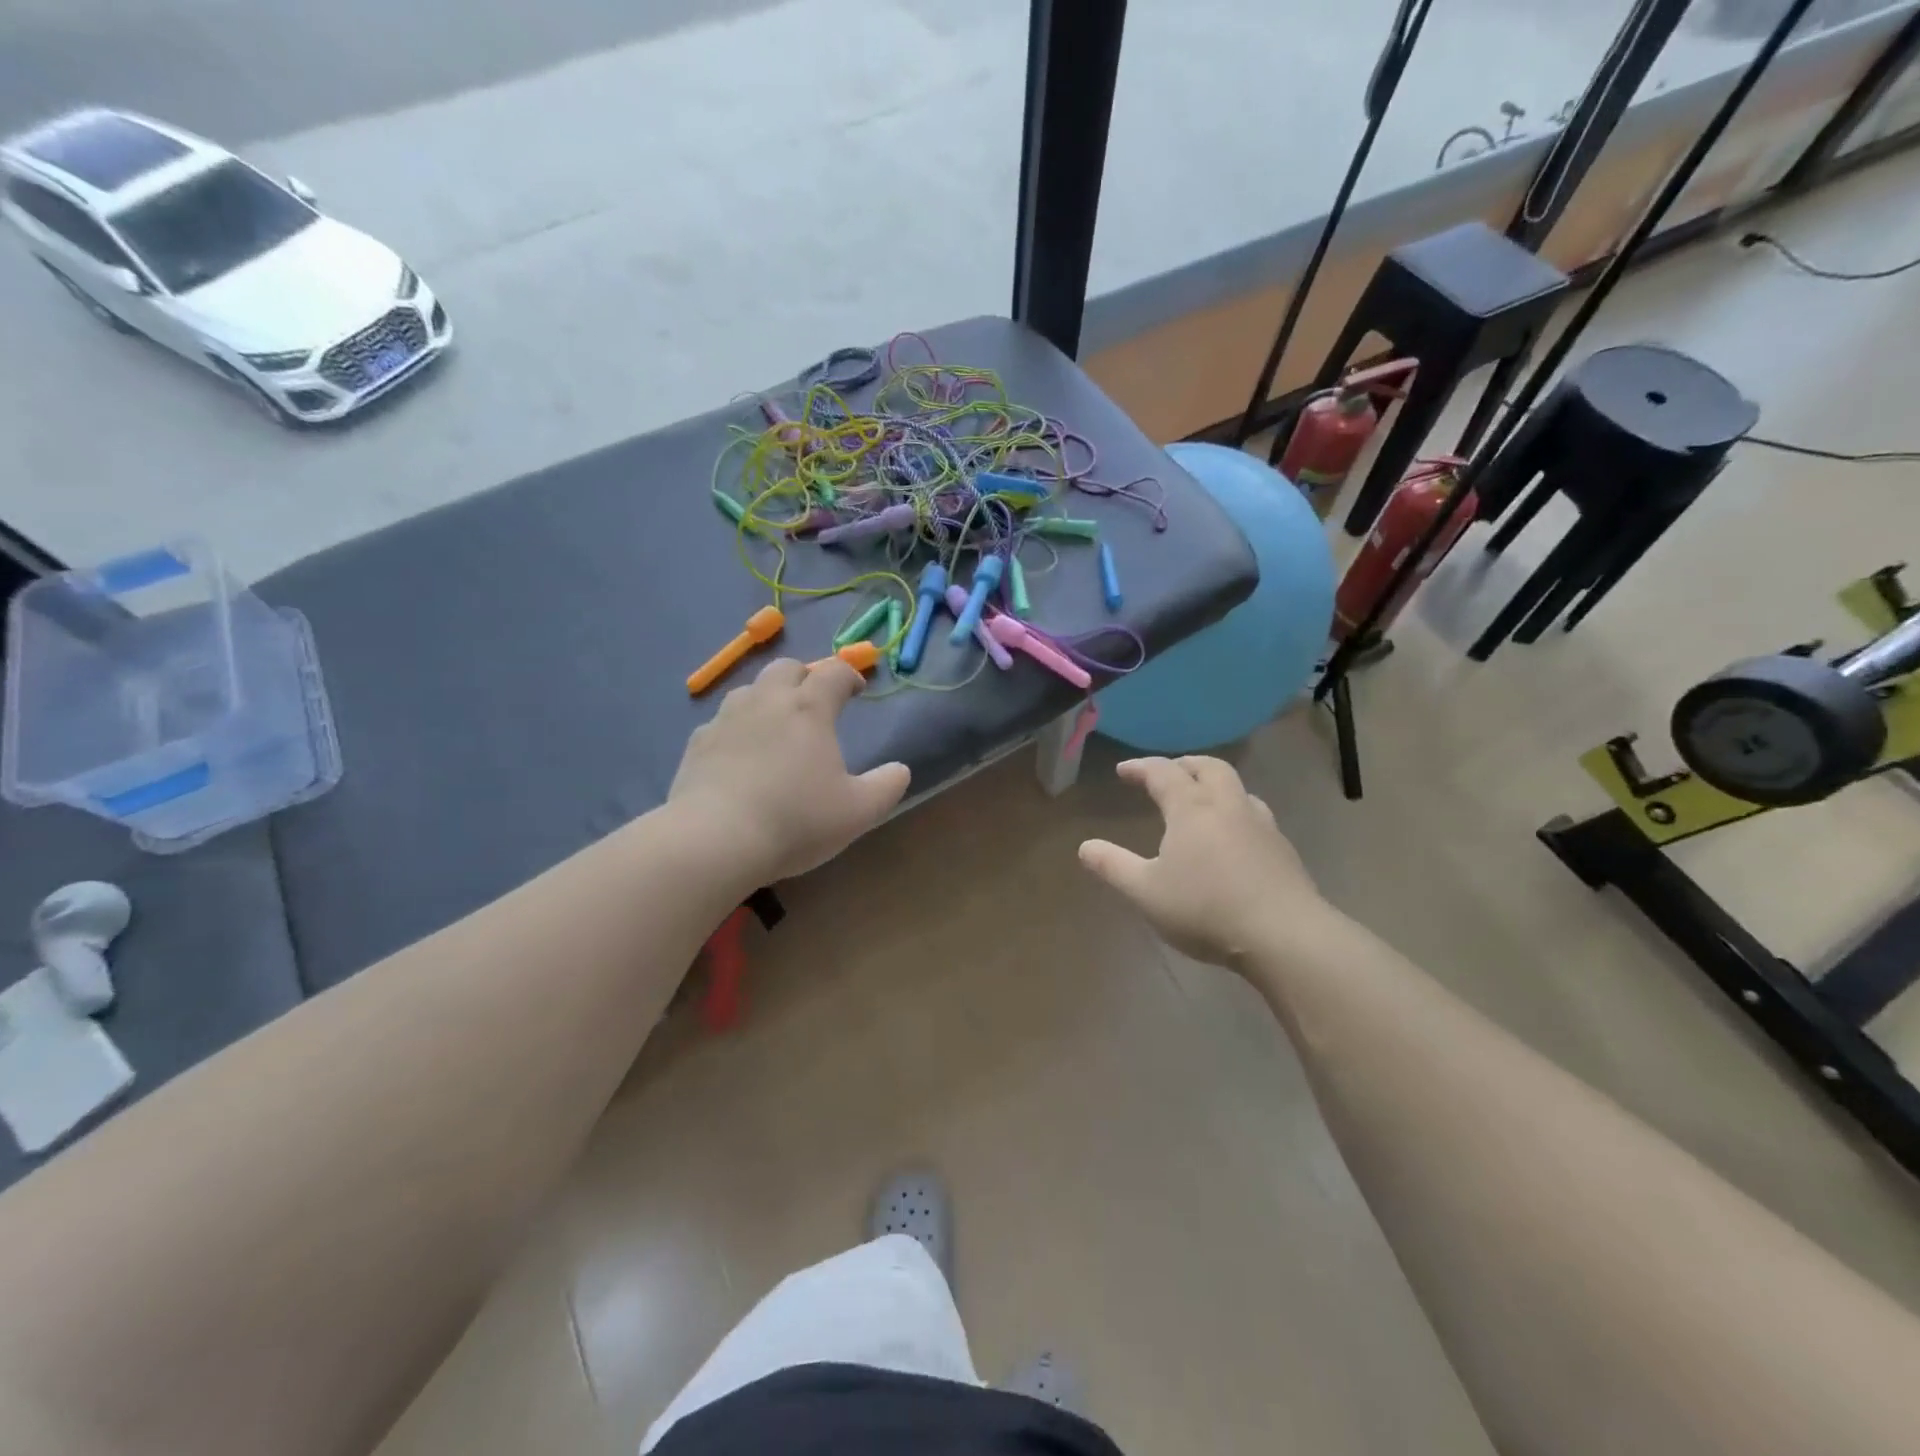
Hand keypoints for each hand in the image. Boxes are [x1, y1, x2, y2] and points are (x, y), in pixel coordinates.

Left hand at [669, 658, 909, 883]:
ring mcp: (726, 719)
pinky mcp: (697, 743)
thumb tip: (900, 770)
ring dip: (768, 697)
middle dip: (806, 677)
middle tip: (816, 703)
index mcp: (809, 709)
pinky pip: (721, 721)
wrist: (715, 840)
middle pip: (787, 668)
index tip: (857, 691)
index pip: (834, 672)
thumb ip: (886, 786)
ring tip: (777, 726)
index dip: (850, 676)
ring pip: (750, 689)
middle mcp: (766, 701)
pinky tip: (740, 755)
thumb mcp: (858, 812)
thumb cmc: (796, 821)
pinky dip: (737, 728)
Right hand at [1079, 757, 1330, 967]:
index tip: (1124, 771)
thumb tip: (1085, 848)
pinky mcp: (1282, 849)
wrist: (1283, 935)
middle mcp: (1228, 806)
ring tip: (1201, 800)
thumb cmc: (1205, 908)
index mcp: (1192, 808)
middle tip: (1167, 772)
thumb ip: (1113, 867)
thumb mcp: (1146, 892)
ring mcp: (1261, 825)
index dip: (1141, 768)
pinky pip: (1254, 814)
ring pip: (1237, 788)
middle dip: (1184, 764)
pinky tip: (1233, 836)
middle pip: (1208, 767)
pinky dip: (1235, 811)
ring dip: (1215, 784)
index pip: (1163, 773)